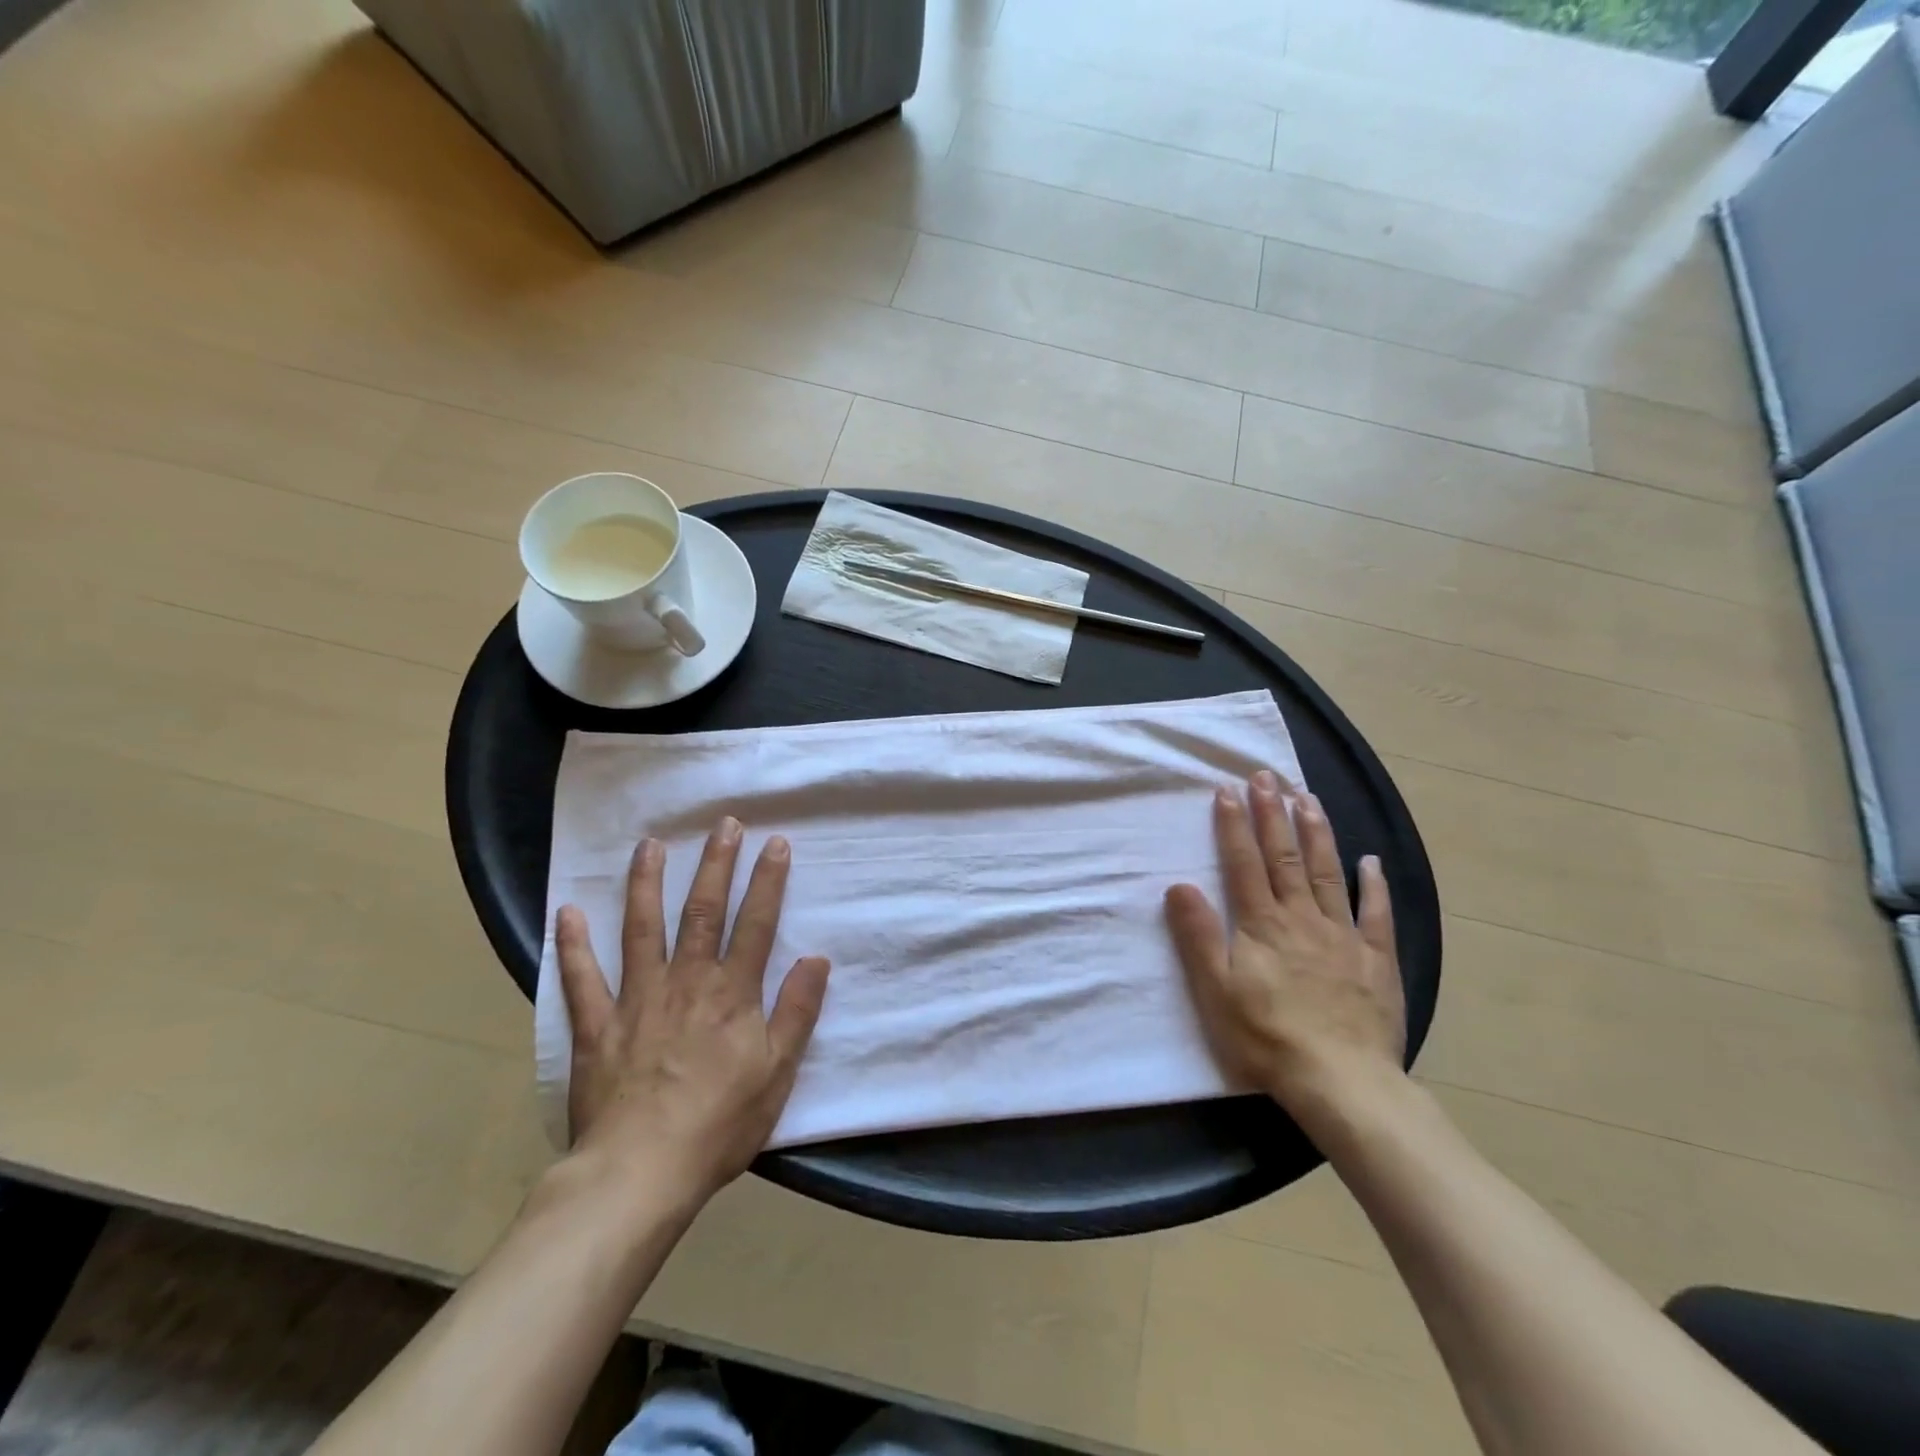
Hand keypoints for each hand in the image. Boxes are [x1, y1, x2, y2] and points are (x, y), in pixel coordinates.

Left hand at [554, 820, 830, 1198]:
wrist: (641, 1172)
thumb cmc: (720, 1124)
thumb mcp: (778, 1072)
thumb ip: (797, 1012)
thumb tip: (816, 959)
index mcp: (732, 993)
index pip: (756, 924)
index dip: (768, 881)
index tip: (775, 843)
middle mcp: (687, 982)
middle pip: (703, 911)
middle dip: (716, 864)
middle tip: (724, 824)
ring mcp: (637, 999)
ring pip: (642, 929)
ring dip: (647, 884)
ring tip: (650, 845)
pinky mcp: (597, 1026)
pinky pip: (582, 979)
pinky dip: (573, 945)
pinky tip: (568, 912)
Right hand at [1165, 770, 1404, 1121]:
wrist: (1342, 1082)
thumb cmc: (1268, 1037)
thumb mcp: (1216, 990)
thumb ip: (1199, 935)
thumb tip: (1179, 885)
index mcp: (1262, 924)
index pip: (1244, 863)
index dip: (1234, 825)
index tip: (1228, 789)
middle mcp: (1302, 918)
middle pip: (1285, 856)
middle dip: (1273, 813)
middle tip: (1267, 776)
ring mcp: (1344, 936)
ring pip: (1327, 872)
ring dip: (1316, 832)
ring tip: (1308, 797)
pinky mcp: (1376, 960)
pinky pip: (1375, 914)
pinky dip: (1373, 884)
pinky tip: (1370, 861)